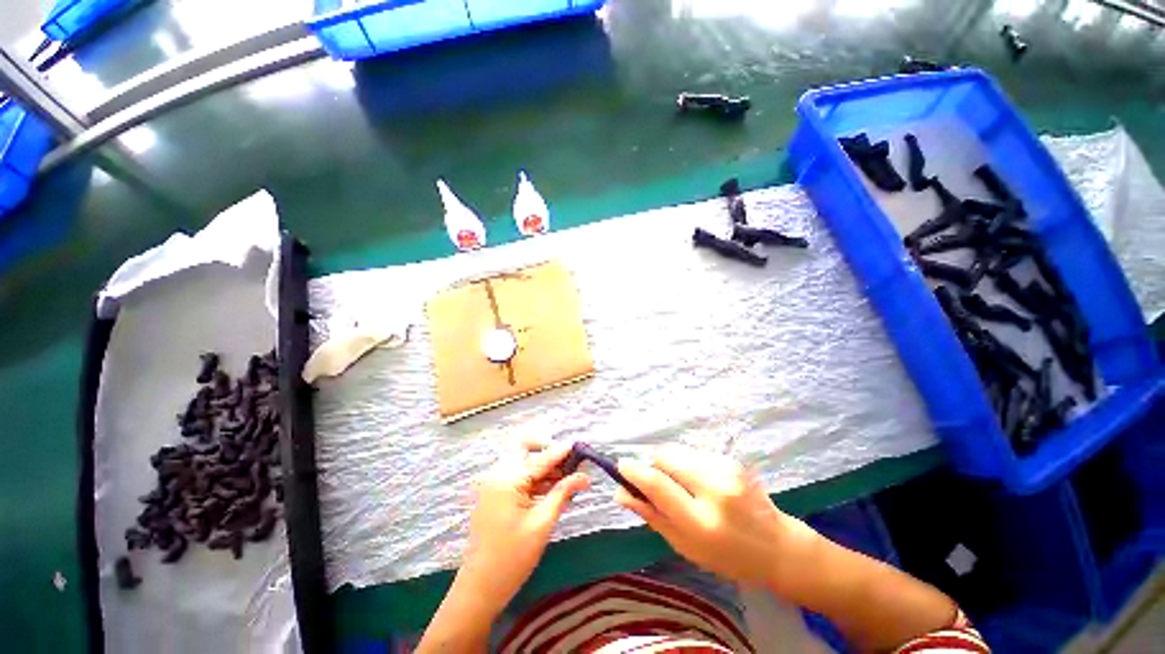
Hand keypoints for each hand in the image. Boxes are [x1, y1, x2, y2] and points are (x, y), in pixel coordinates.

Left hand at [459, 439, 589, 611]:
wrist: (479, 588)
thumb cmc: (512, 558)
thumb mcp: (542, 523)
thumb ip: (563, 493)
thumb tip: (585, 477)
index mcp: (507, 479)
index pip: (540, 458)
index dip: (562, 452)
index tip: (580, 447)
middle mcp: (497, 474)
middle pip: (525, 450)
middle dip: (548, 453)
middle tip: (569, 466)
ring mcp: (493, 483)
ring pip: (522, 462)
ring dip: (543, 467)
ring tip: (565, 480)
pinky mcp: (493, 494)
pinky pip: (516, 476)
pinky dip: (534, 479)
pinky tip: (551, 490)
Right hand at [615, 446, 819, 587]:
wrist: (777, 546)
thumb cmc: (727, 556)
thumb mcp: (684, 546)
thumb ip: (651, 515)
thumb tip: (620, 493)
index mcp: (700, 521)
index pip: (656, 483)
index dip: (634, 471)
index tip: (621, 467)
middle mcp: (714, 489)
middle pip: (665, 456)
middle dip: (652, 463)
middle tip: (654, 480)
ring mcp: (726, 470)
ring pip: (678, 450)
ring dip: (669, 462)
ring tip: (679, 483)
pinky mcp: (732, 459)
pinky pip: (694, 452)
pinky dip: (686, 462)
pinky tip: (697, 480)